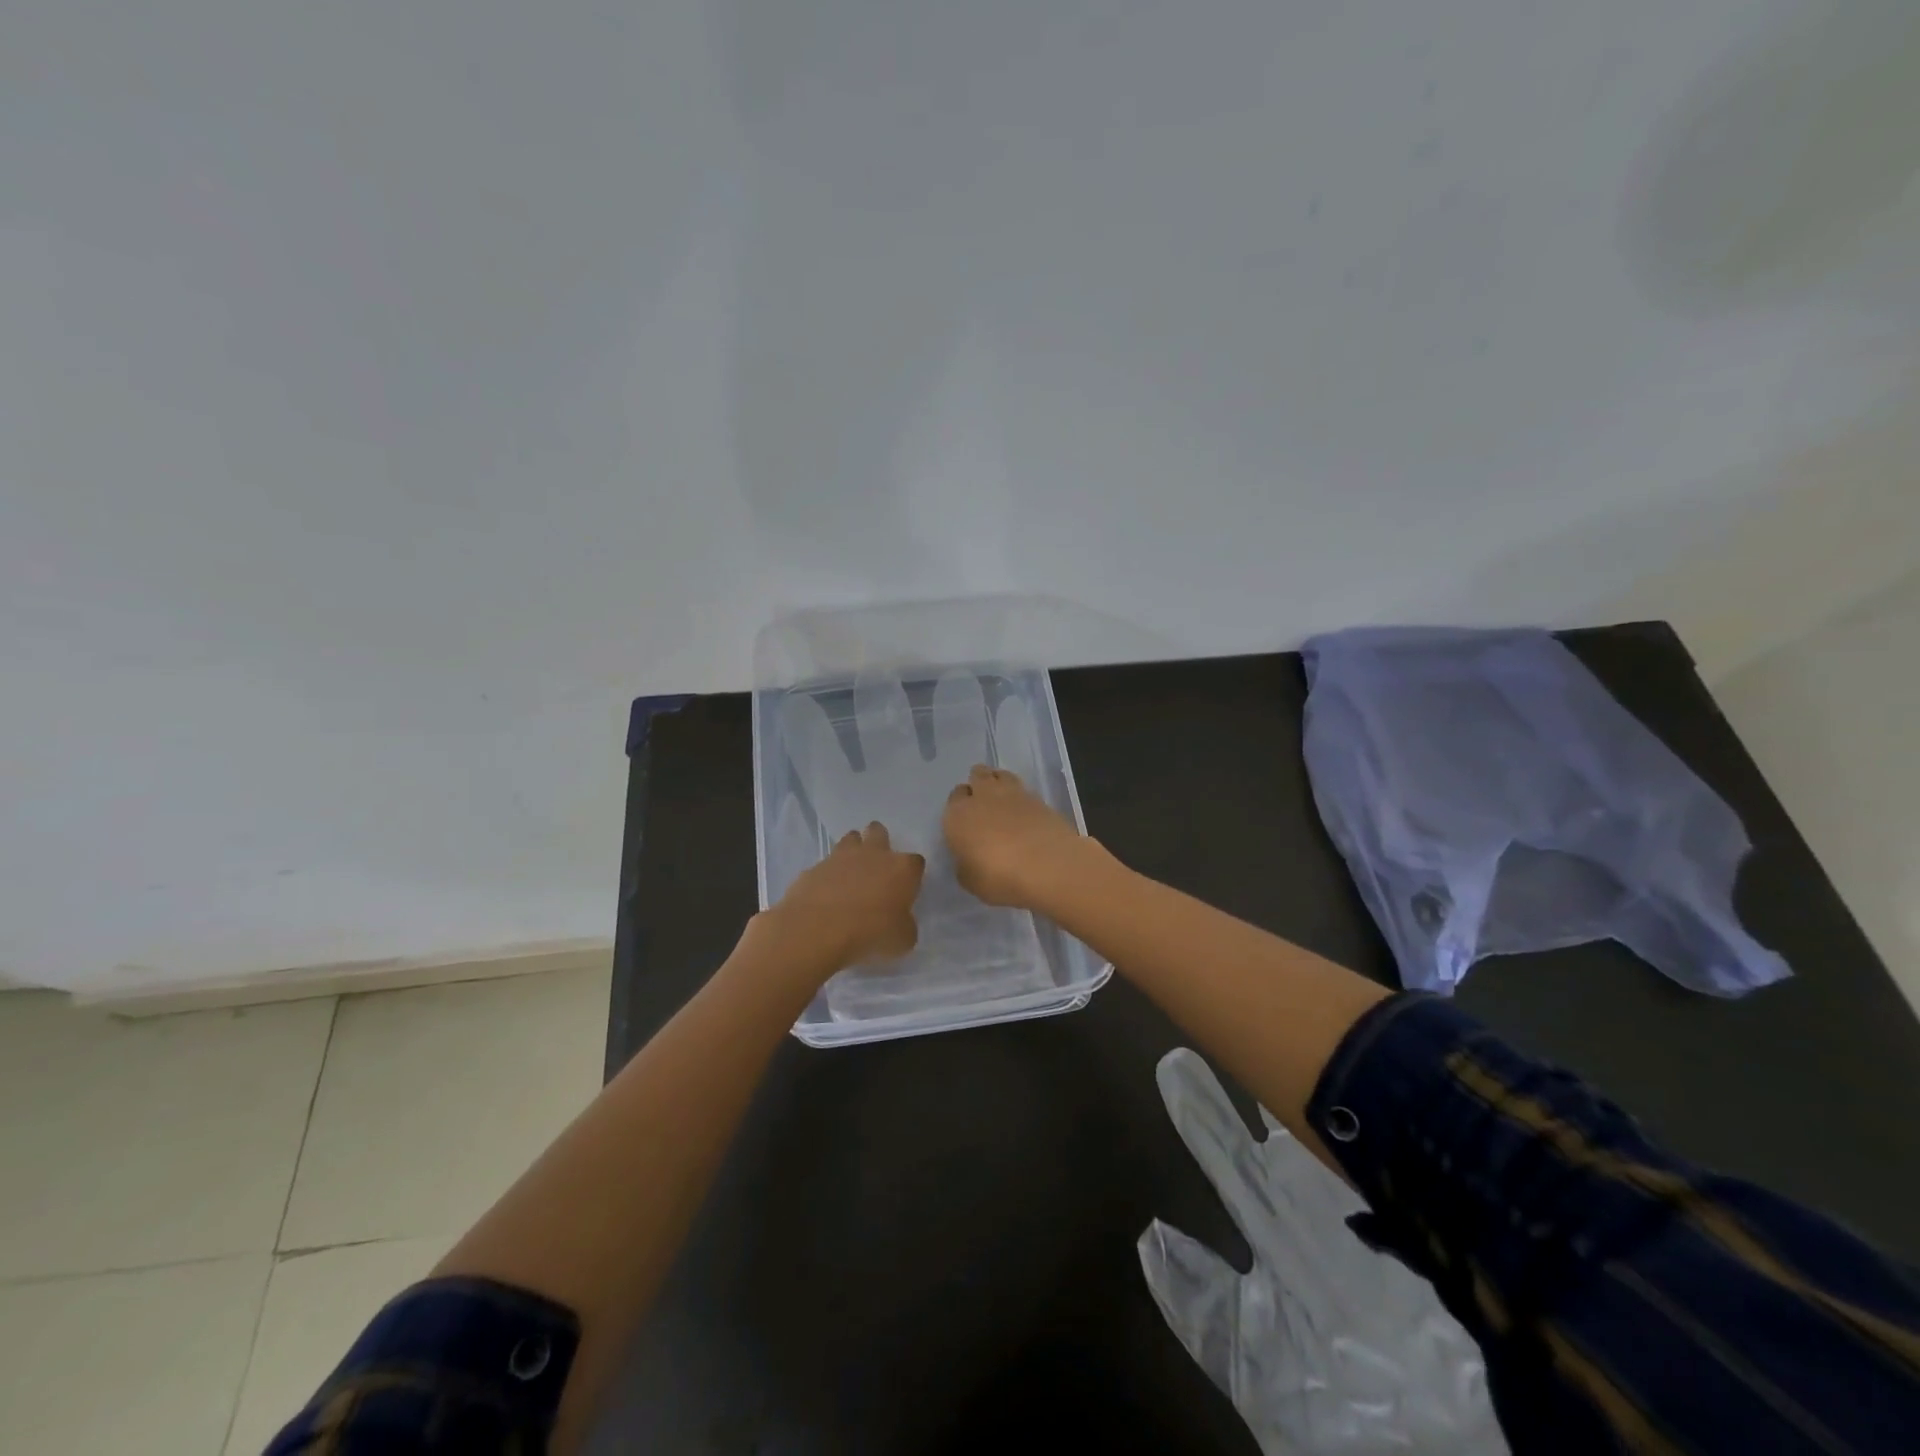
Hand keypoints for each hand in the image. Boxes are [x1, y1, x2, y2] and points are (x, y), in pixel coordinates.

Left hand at [766, 821, 924, 970]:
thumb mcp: (902, 940)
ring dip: (852, 850)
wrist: (819, 929)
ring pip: (850, 839)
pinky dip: (827, 875)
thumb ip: (905, 925)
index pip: (916, 862)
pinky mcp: (814, 868)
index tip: (906, 888)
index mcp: (902, 869)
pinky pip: (825, 865)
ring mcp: (841, 857)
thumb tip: (900, 922)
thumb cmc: (871, 933)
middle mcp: (873, 854)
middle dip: (879, 841)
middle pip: (878, 832)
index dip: (911, 874)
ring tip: (850, 872)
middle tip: (876, 863)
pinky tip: (825, 894)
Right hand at [942, 765, 1093, 909]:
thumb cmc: (999, 877)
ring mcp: (1013, 793)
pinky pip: (1023, 790)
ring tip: (1004, 802)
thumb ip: (965, 864)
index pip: (954, 798)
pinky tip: (1025, 814)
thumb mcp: (970, 881)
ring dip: (999, 783)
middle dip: (978, 785)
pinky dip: (1021, 797)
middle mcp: (983, 796)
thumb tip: (969, 857)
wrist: (1048, 866)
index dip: (959, 806)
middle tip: (983, 805)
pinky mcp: (1039, 798)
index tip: (965, 821)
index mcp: (958, 815)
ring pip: (1000, 775)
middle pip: (977, 776)